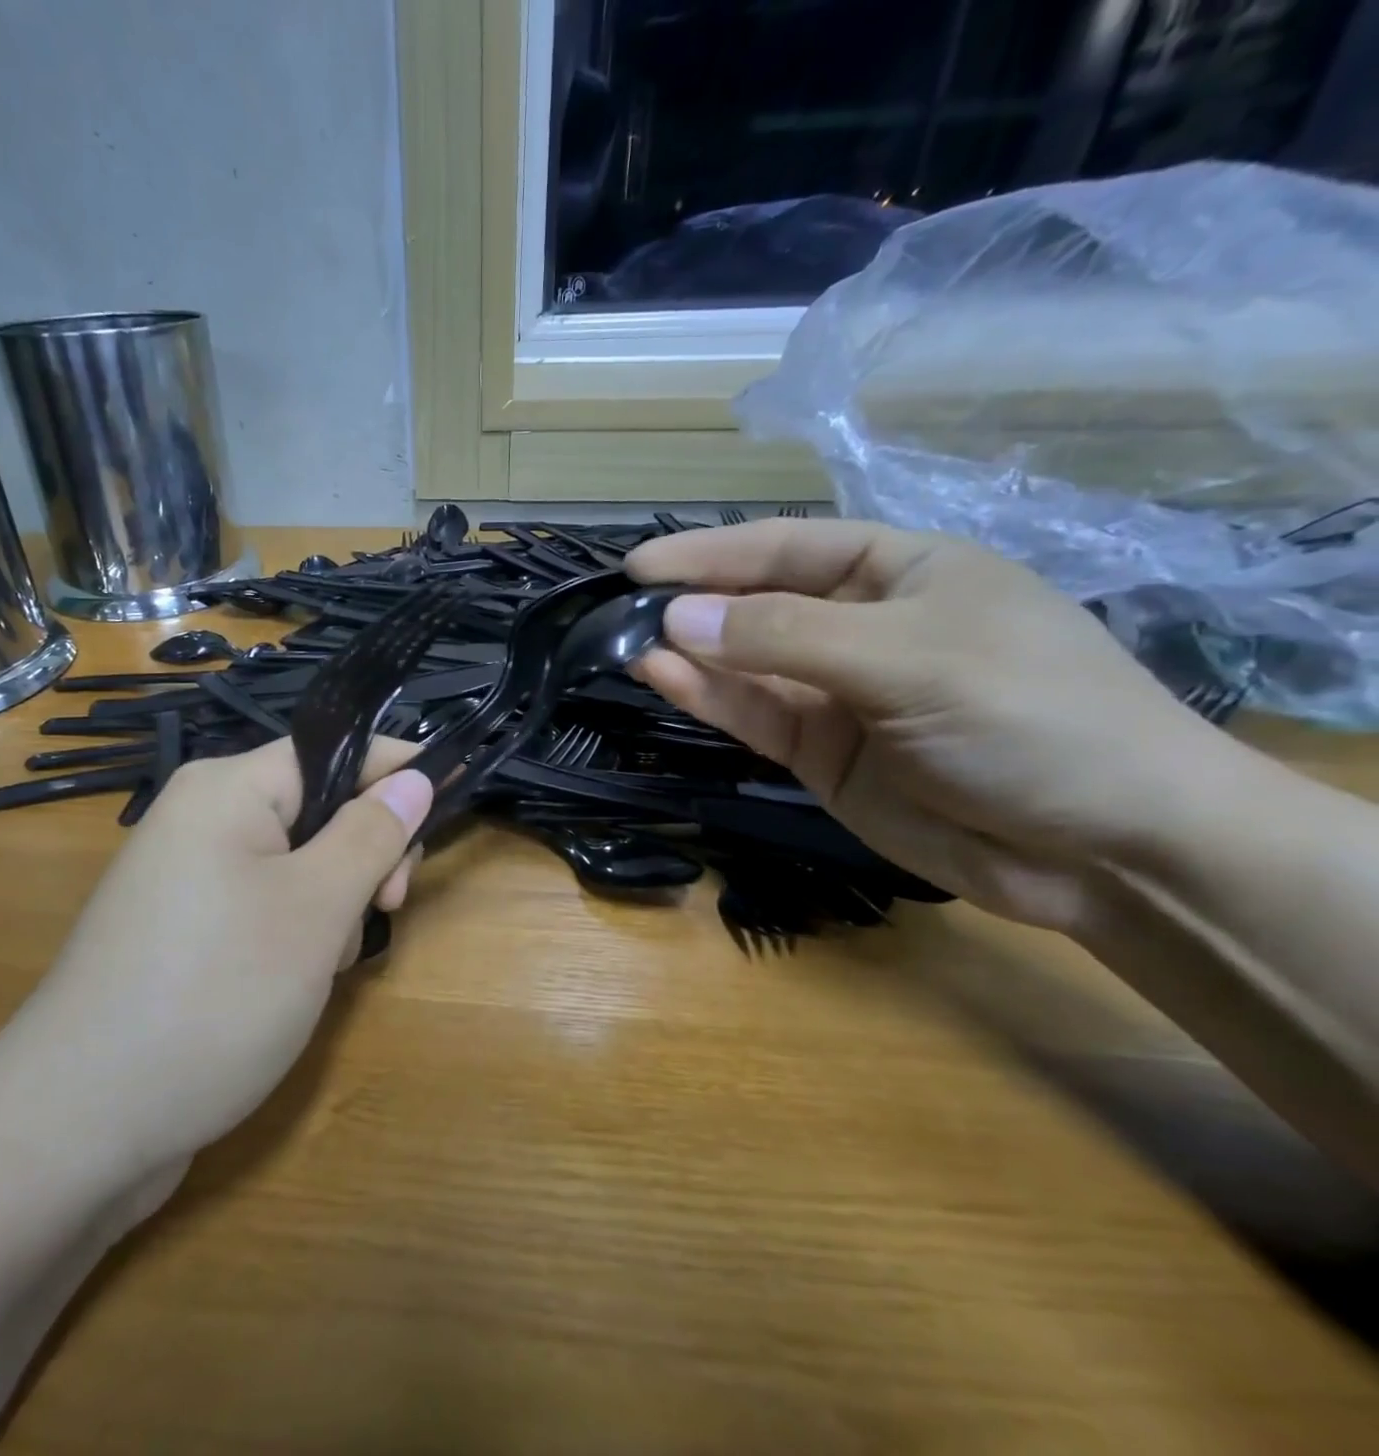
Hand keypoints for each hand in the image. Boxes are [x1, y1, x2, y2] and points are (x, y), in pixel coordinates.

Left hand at [17, 738, 432, 1179]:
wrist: (78, 1128)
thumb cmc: (215, 995)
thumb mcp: (315, 909)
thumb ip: (371, 834)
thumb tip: (415, 776)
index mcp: (227, 789)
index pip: (334, 750)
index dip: (396, 772)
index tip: (447, 809)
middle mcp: (201, 818)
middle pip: (317, 807)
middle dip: (363, 854)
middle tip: (385, 908)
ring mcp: (188, 877)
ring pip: (297, 863)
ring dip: (333, 904)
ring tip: (324, 965)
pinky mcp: (184, 930)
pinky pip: (264, 904)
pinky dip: (297, 933)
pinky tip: (297, 982)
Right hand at [626, 519, 1246, 931]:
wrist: (1107, 851)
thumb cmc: (1031, 716)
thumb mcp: (908, 658)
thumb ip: (786, 637)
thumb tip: (677, 619)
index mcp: (901, 573)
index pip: (789, 546)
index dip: (714, 552)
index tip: (642, 566)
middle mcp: (861, 626)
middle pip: (759, 604)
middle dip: (694, 604)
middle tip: (621, 610)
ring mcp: (837, 693)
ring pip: (746, 663)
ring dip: (691, 654)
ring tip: (627, 643)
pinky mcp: (821, 752)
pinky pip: (754, 714)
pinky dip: (708, 698)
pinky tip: (662, 678)